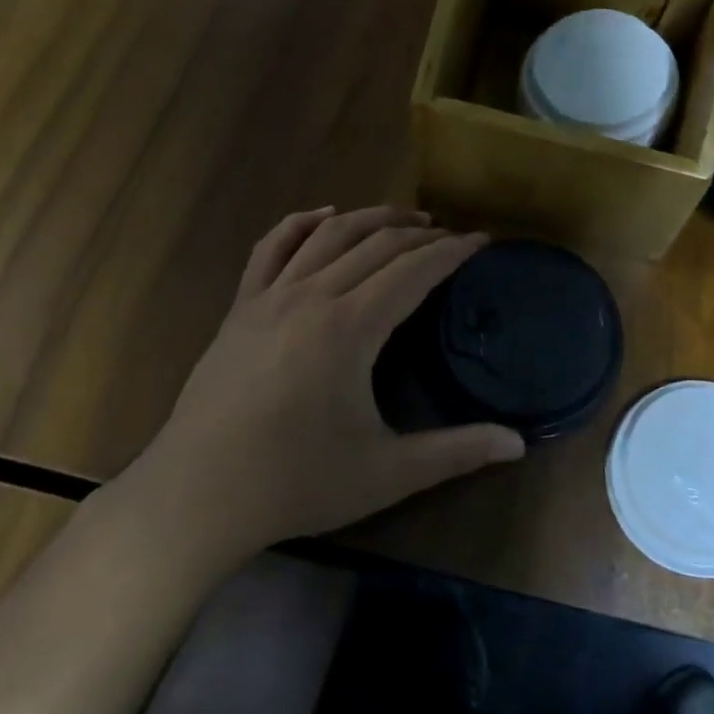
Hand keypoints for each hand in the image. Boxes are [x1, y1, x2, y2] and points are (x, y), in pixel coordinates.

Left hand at [148, 207, 523, 545]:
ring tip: (405, 220)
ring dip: (371, 219)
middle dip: (420, 234)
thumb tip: (518, 444)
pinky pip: (271, 248)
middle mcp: (312, 297)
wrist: (195, 497)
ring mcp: (269, 297)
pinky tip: (323, 216)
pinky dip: (301, 223)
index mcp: (351, 327)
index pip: (413, 270)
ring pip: (328, 235)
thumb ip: (456, 452)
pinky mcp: (239, 309)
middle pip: (376, 244)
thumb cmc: (295, 483)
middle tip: (452, 237)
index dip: (452, 252)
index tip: (481, 242)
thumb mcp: (387, 473)